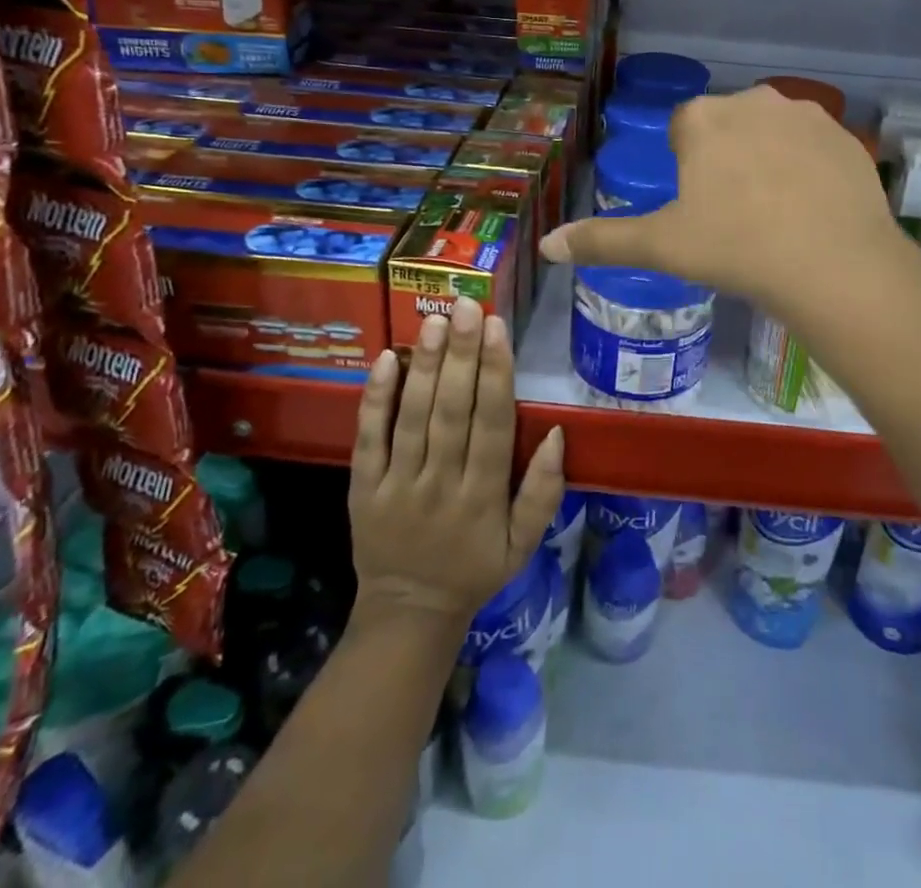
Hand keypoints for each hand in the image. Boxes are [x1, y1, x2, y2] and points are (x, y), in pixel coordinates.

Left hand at [348, 297, 564, 631]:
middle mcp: (441, 484)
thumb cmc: (474, 569)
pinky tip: (386, 359)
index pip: (493, 424)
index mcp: (484, 497)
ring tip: (433, 321)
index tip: (497, 328)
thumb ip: (544, 492)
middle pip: (453, 412)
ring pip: (413, 418)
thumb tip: (558, 433)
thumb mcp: (524, 544)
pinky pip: (368, 440)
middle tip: (466, 306)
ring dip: (424, 366)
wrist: (408, 613)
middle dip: (461, 355)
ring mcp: (398, 485)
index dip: (496, 374)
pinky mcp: (363, 489)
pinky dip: (375, 399)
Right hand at [538, 86, 904, 322]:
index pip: (684, 128)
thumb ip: (602, 240)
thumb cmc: (735, 249)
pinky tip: (813, 209)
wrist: (833, 265)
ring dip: (768, 158)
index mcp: (705, 118)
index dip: (686, 165)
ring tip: (776, 212)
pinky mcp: (846, 137)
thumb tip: (546, 245)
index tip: (698, 204)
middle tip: (734, 213)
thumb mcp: (662, 247)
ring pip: (773, 132)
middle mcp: (754, 100)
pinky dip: (809, 169)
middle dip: (726, 156)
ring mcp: (807, 115)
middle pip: (729, 125)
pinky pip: (815, 147)